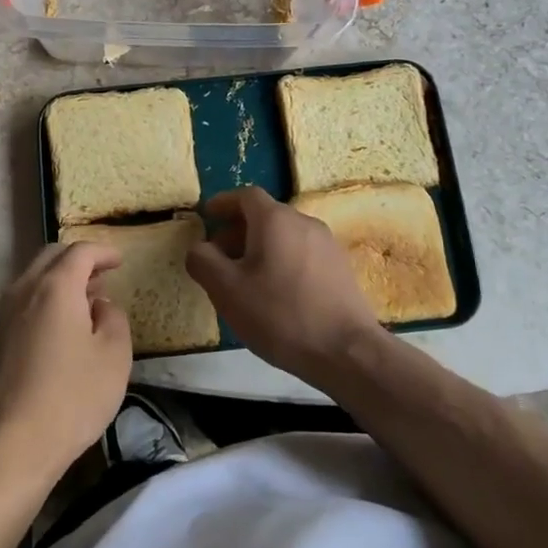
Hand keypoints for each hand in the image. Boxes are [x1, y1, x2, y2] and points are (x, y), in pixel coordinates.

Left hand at [0, 242, 132, 495]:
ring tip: (86, 302)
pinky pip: (24, 301)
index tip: (120, 261)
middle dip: (79, 260)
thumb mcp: (114, 356)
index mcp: (55, 286)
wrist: (11, 446)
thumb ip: (114, 318)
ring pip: (34, 278)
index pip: (80, 251)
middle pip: (52, 257)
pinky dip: (45, 299)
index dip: (103, 252)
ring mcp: (4, 313)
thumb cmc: (71, 398)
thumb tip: (100, 305)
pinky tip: (61, 327)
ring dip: (61, 280)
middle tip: (103, 277)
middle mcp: (24, 289)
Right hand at [186, 186, 383, 381]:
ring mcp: (327, 244)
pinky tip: (275, 294)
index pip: (245, 196)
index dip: (223, 203)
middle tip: (218, 257)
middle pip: (265, 216)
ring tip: (244, 280)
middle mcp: (303, 222)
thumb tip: (199, 248)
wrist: (348, 352)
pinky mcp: (340, 268)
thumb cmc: (280, 315)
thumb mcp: (227, 290)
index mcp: (275, 219)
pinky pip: (301, 253)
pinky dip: (281, 261)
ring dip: (260, 248)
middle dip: (238, 230)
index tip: (207, 216)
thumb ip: (203, 261)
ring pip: (284, 236)